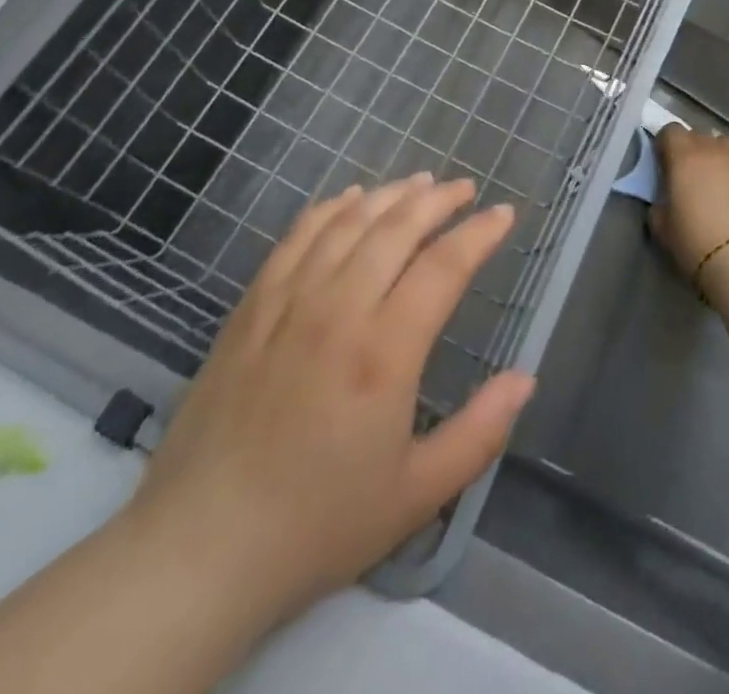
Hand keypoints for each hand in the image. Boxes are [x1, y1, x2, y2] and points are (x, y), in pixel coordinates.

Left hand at [120, 173, 535, 630]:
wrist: (202, 546)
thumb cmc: (317, 525)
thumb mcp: (416, 495)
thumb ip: (479, 432)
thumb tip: (526, 378)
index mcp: (384, 352)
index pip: (443, 267)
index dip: (479, 234)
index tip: (504, 214)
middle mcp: (338, 309)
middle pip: (396, 228)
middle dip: (438, 200)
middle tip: (464, 188)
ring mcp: (289, 300)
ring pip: (348, 222)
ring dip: (389, 195)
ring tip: (419, 183)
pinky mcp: (252, 304)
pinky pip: (297, 236)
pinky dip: (330, 208)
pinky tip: (349, 198)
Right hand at [651, 125, 728, 289]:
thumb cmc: (696, 241)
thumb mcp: (662, 226)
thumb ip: (661, 204)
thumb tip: (667, 200)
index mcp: (684, 157)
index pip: (670, 130)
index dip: (665, 144)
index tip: (664, 163)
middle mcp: (714, 151)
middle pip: (700, 135)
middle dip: (691, 149)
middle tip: (688, 176)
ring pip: (727, 148)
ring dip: (718, 158)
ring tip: (716, 184)